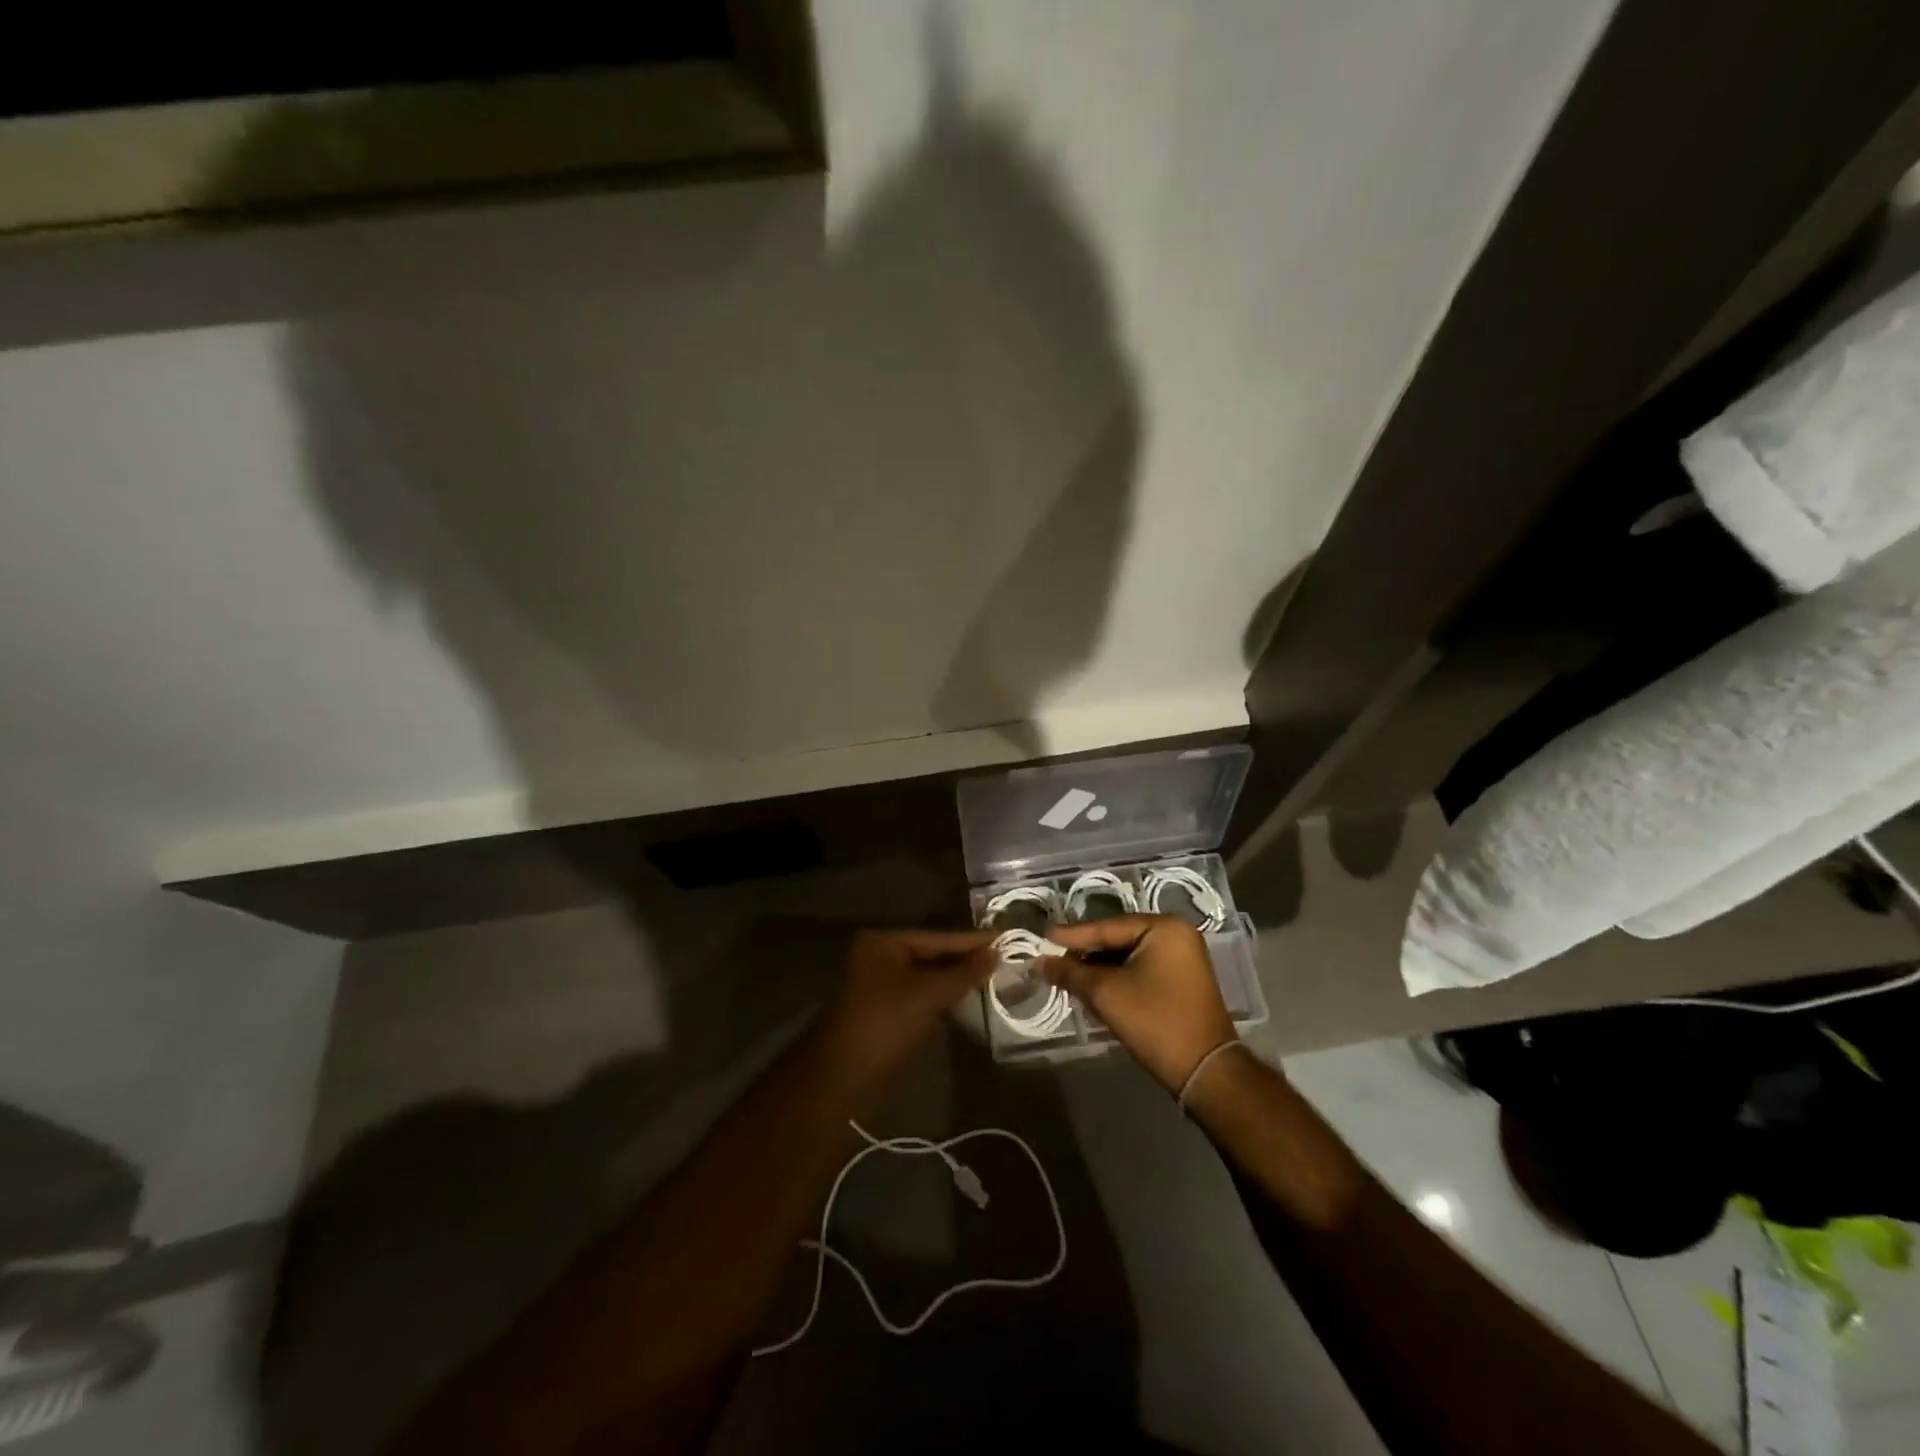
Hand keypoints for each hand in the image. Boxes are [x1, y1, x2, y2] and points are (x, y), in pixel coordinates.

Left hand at [824, 929, 996, 1079]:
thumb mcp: (927, 995)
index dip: (971, 940)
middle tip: (1006, 957)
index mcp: (884, 942)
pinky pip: (921, 995)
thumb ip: (963, 973)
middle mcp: (879, 956)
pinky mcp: (885, 1009)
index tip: (1006, 937)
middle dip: (965, 959)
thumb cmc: (884, 1023)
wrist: (841, 1076)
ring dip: (956, 979)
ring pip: (927, 976)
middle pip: (932, 954)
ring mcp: (881, 984)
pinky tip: (968, 998)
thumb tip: (996, 952)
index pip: (937, 937)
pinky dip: (943, 996)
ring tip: (994, 975)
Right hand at [1040, 915, 1235, 1091]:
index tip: (1043, 937)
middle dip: (1085, 952)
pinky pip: (1141, 969)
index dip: (1072, 935)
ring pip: (1128, 956)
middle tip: (1052, 958)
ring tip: (1066, 973)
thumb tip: (1041, 962)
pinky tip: (1093, 985)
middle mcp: (1177, 935)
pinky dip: (1117, 977)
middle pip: (1118, 939)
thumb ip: (1071, 973)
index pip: (1107, 927)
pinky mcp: (1182, 981)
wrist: (1203, 1071)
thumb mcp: (1106, 993)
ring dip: (1099, 967)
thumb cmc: (1154, 1020)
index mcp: (1164, 927)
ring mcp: (1182, 958)